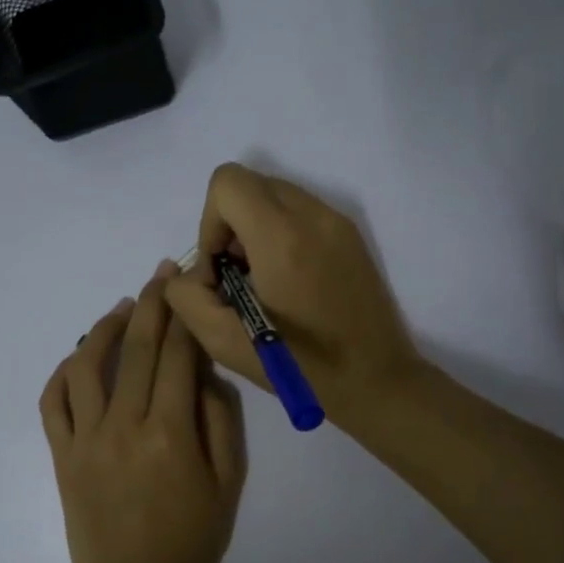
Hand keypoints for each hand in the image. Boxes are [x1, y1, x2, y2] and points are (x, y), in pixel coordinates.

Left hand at [40, 262, 246, 562]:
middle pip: (138, 348)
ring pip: (87, 366)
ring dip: (105, 328)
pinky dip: (62, 373)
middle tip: (161, 273)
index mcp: (171, 432)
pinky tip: (78, 356)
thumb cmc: (193, 539)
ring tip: (123, 307)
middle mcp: (124, 426)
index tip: (191, 282)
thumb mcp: (230, 482)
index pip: (180, 354)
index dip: (187, 313)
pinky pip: (52, 404)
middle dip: (153, 303)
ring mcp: (86, 440)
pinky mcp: (62, 457)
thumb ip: (221, 419)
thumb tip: (204, 370)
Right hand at [163, 164, 422, 423]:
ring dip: (255, 227)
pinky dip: (281, 232)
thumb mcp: (224, 343)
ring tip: (264, 280)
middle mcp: (313, 215)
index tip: (220, 268)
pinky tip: (289, 281)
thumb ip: (187, 297)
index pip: (227, 182)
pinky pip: (301, 211)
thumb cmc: (300, 367)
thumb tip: (188, 271)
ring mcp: (337, 221)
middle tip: (238, 277)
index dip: (210, 222)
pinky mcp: (351, 234)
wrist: (376, 380)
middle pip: (250, 183)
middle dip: (230, 224)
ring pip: (276, 194)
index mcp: (281, 237)